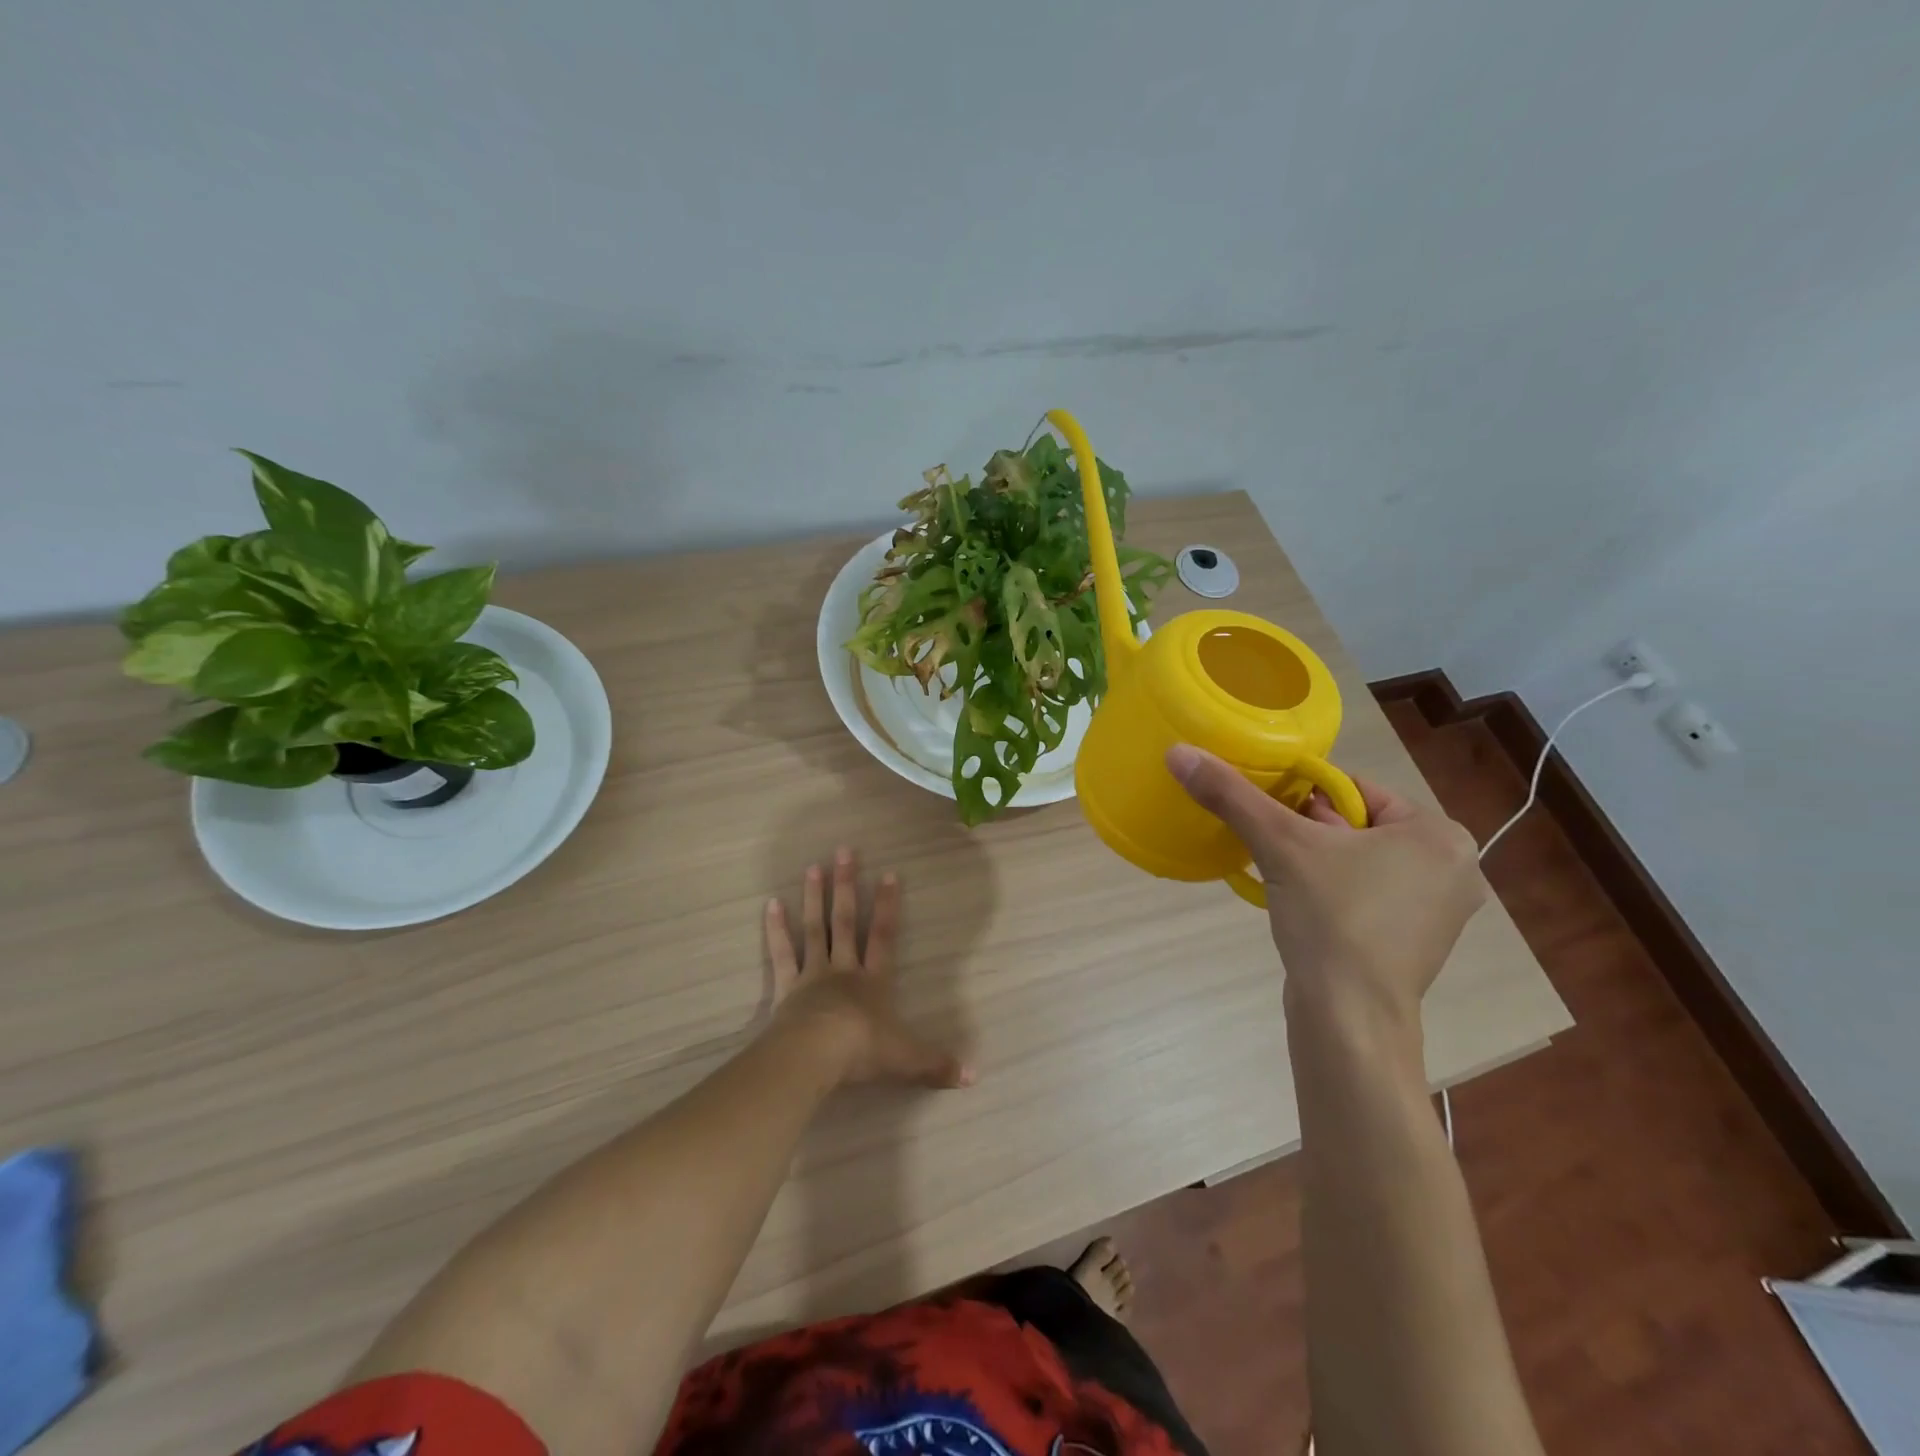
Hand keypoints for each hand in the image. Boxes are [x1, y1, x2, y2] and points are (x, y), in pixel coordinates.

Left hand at [764, 847, 974, 1089]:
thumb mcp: (905, 1059)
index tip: (889, 873)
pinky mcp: (787, 988)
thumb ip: (936, 1064)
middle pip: (845, 921)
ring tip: (813, 866)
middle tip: (844, 851)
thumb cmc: (862, 1051)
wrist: (816, 1055)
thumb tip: (974, 1076)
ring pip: (814, 929)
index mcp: (873, 982)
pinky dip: (775, 930)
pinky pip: (782, 954)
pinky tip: (771, 904)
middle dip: (846, 886)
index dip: (887, 905)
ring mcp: (813, 975)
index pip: (884, 936)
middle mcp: (844, 970)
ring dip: (814, 898)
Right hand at [1166, 745, 1486, 1023]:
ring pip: (1359, 861)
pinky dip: (1332, 892)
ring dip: (1316, 862)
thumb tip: (1178, 752)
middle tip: (1272, 847)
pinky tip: (1302, 906)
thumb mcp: (1278, 844)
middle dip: (1308, 832)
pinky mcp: (1416, 944)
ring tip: (1281, 875)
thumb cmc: (1332, 919)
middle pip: (1357, 825)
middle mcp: (1454, 869)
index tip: (1268, 815)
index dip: (1302, 796)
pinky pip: (1367, 896)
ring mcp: (1439, 912)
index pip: (1354, 790)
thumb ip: (1231, 794)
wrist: (1349, 1019)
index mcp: (1439, 835)